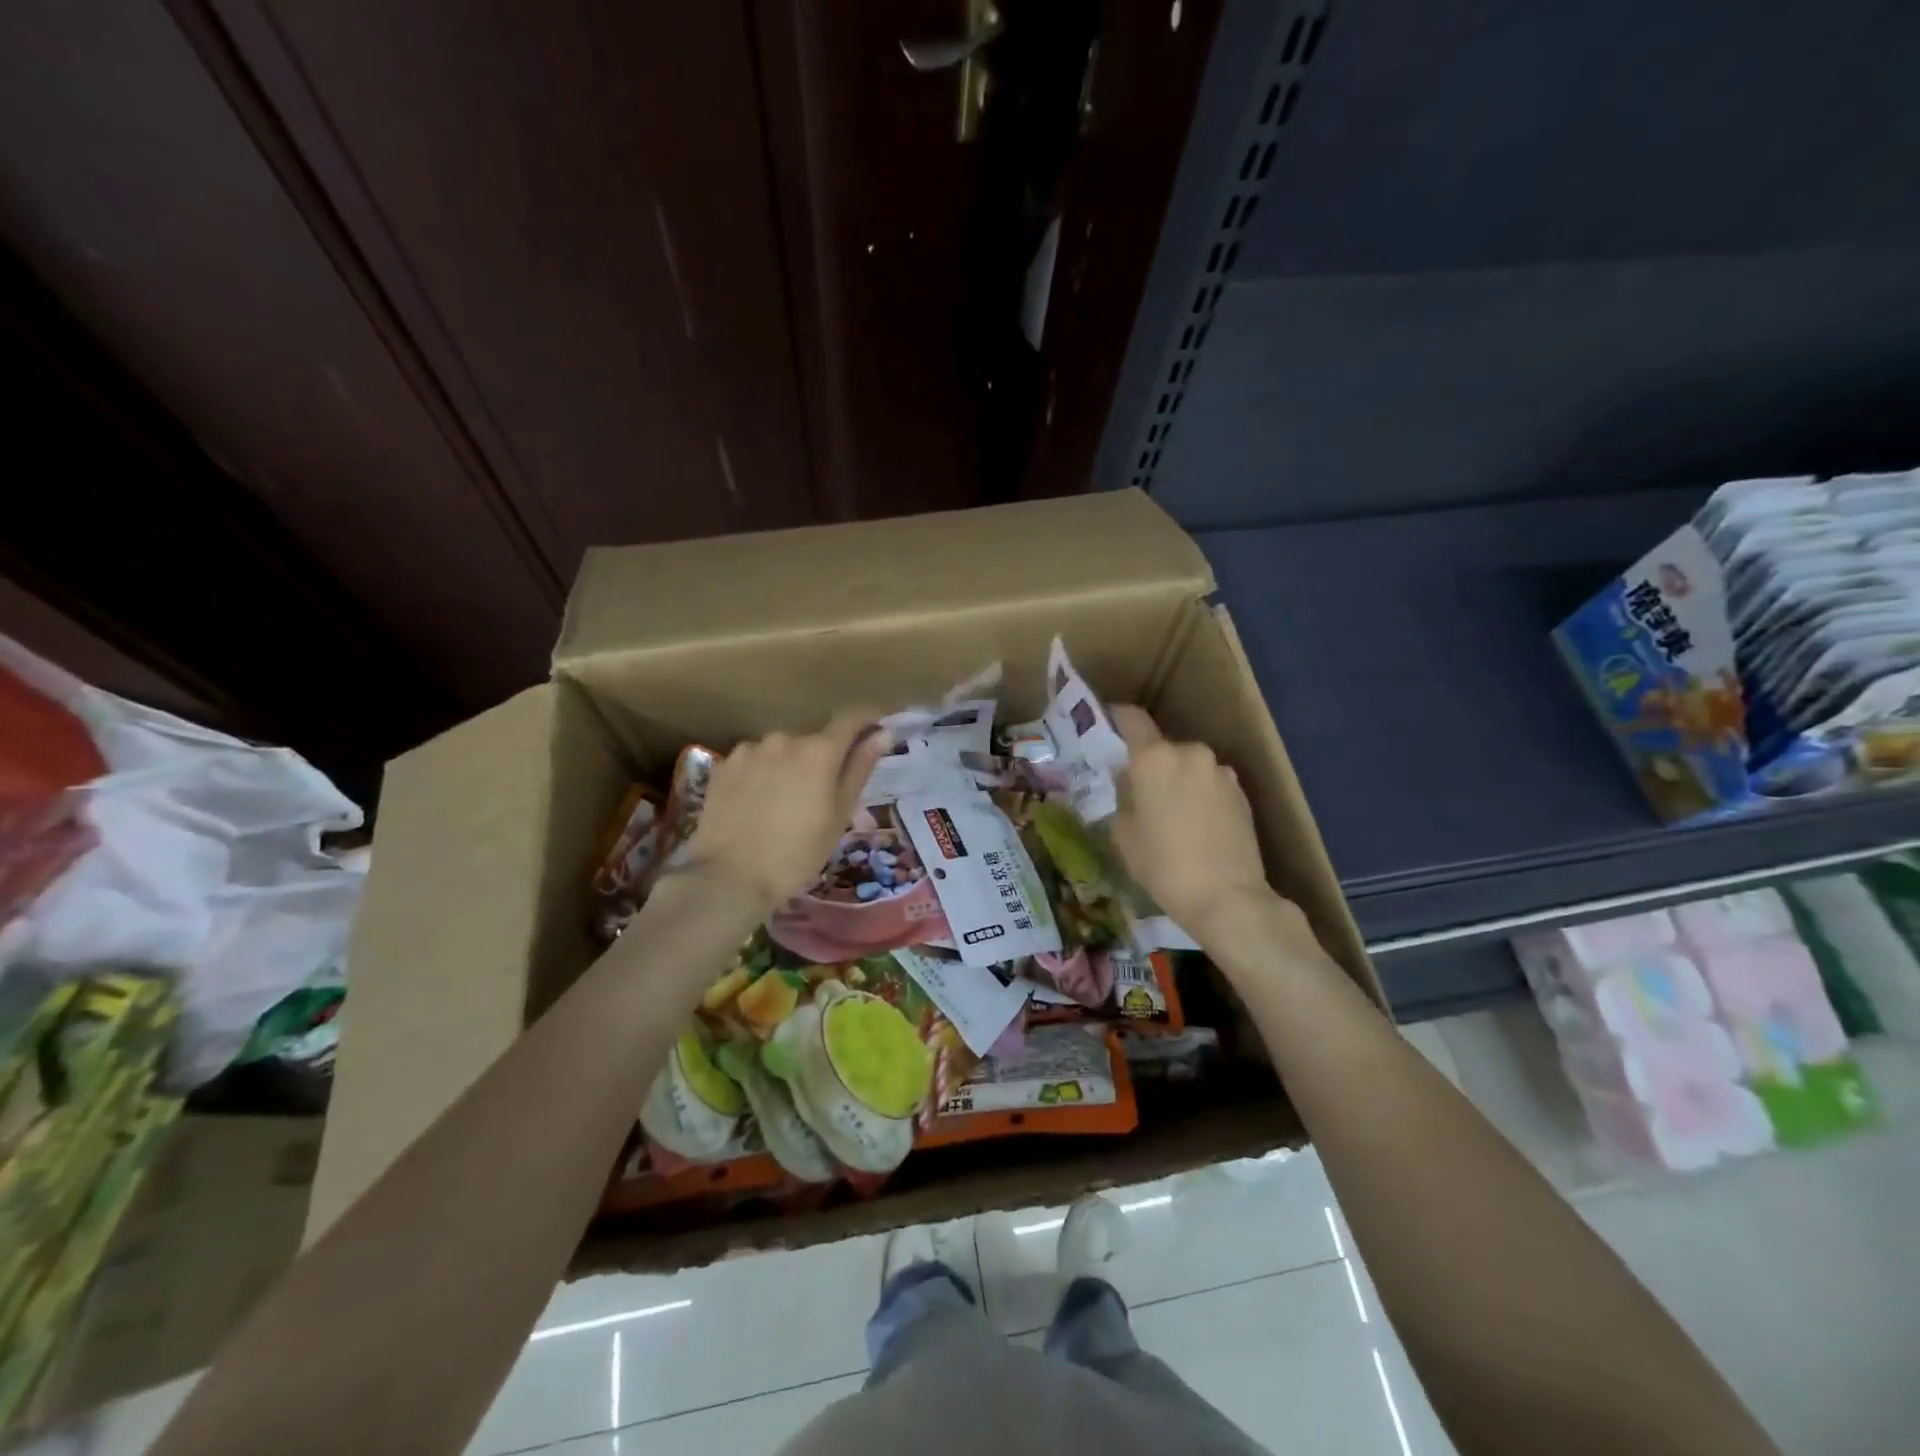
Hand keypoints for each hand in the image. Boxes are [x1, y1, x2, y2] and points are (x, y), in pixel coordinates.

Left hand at [681, 712, 885, 914]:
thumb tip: (882, 734)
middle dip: (822, 759)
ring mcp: (749, 750)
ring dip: (789, 766)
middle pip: (813, 740)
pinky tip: (756, 805)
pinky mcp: (723, 765)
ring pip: (781, 751)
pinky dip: (761, 775)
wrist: (730, 878)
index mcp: (819, 751)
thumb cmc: (797, 853)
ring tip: (784, 804)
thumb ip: (859, 769)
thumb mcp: (839, 816)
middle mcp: (784, 738)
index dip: (866, 720)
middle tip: (821, 796)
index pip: (850, 719)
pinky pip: (753, 762)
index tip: (875, 729)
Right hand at [1110, 705, 1276, 941]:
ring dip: (1176, 780)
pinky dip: (1199, 795)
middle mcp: (1190, 753)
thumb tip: (1129, 779)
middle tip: (1138, 792)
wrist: (1228, 897)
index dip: (1116, 717)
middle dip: (1149, 764)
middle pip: (1162, 747)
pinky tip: (1195, 827)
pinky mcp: (1241, 793)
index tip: (1106, 725)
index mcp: (1155, 758)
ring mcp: (1220, 772)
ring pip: (1188, 766)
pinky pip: (1209, 784)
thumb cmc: (1163, 865)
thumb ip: (1123, 795)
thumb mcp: (1123, 833)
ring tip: (1170, 815)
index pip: (1132, 718)